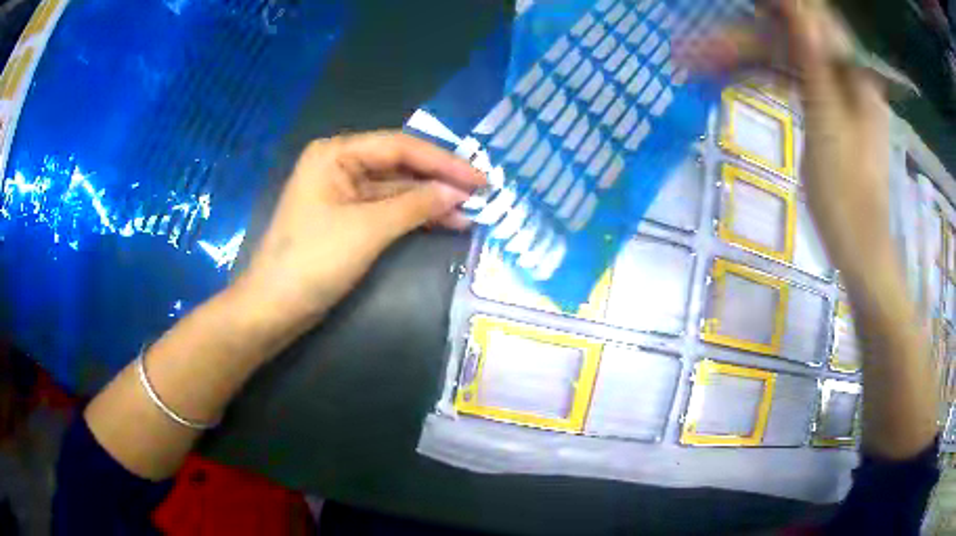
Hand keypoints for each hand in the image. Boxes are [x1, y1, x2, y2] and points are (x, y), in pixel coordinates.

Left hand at [234, 131, 484, 333]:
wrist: (274, 308)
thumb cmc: (313, 262)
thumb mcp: (368, 229)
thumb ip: (416, 205)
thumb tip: (460, 193)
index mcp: (336, 153)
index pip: (400, 146)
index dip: (443, 161)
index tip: (480, 178)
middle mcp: (339, 164)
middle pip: (400, 165)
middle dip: (439, 179)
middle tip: (482, 193)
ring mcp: (343, 192)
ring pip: (396, 188)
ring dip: (431, 199)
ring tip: (471, 212)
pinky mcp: (347, 218)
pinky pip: (387, 209)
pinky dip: (415, 215)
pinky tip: (445, 221)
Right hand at [677, 0, 894, 282]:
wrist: (857, 245)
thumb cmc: (848, 193)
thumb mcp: (828, 121)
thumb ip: (811, 58)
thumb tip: (795, 6)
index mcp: (852, 71)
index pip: (811, 18)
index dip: (777, 7)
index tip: (741, 5)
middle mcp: (842, 72)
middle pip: (788, 39)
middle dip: (742, 40)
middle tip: (697, 49)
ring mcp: (831, 89)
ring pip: (781, 58)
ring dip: (742, 59)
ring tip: (697, 66)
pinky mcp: (821, 107)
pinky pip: (786, 79)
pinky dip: (758, 78)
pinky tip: (727, 78)